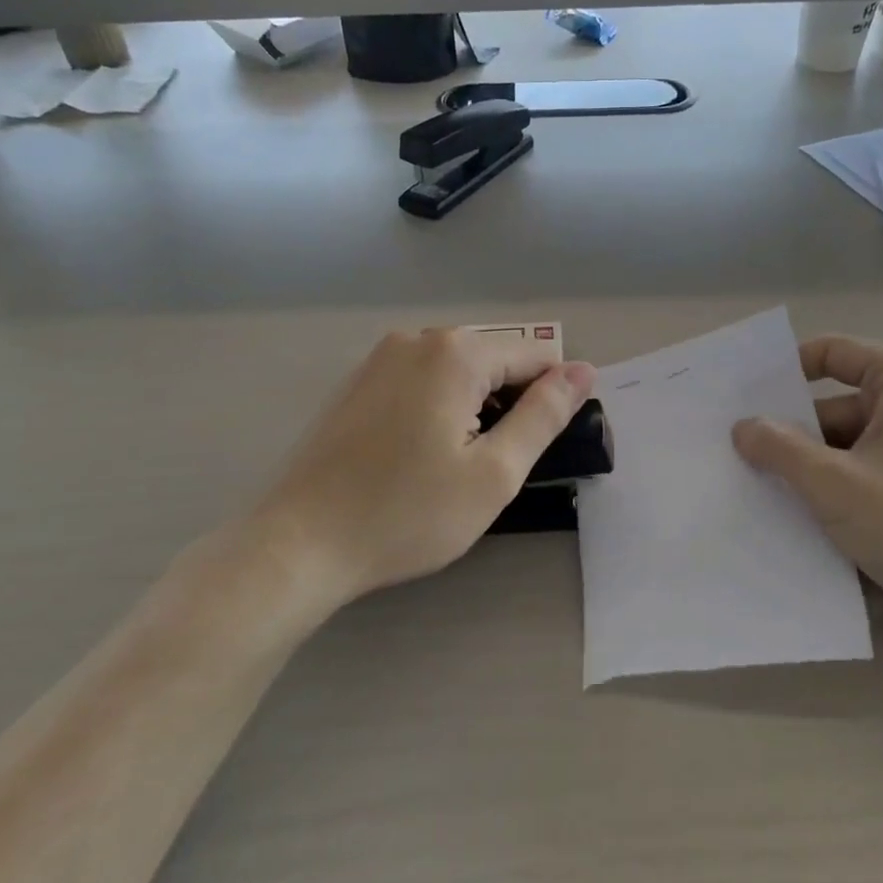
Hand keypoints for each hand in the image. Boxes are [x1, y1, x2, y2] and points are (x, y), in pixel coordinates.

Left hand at [249, 329, 595, 604]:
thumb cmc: (407, 513)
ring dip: (471, 410)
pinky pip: (419, 383)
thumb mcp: (494, 472)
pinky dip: (435, 411)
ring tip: (449, 468)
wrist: (300, 543)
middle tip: (486, 469)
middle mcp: (416, 339)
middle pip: (493, 361)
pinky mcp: (355, 384)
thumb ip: (544, 415)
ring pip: (455, 373)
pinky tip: (414, 458)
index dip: (548, 402)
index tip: (529, 451)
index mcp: (455, 352)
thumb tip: (582, 371)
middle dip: (506, 406)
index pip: (535, 357)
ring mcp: (378, 359)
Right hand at [731, 337, 882, 620]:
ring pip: (850, 442)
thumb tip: (741, 427)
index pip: (830, 354)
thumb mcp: (835, 485)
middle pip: (836, 404)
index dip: (782, 374)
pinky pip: (871, 468)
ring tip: (764, 492)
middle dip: (793, 433)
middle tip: (739, 456)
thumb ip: (780, 449)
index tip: (741, 403)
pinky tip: (807, 515)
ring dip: (813, 467)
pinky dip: (840, 486)